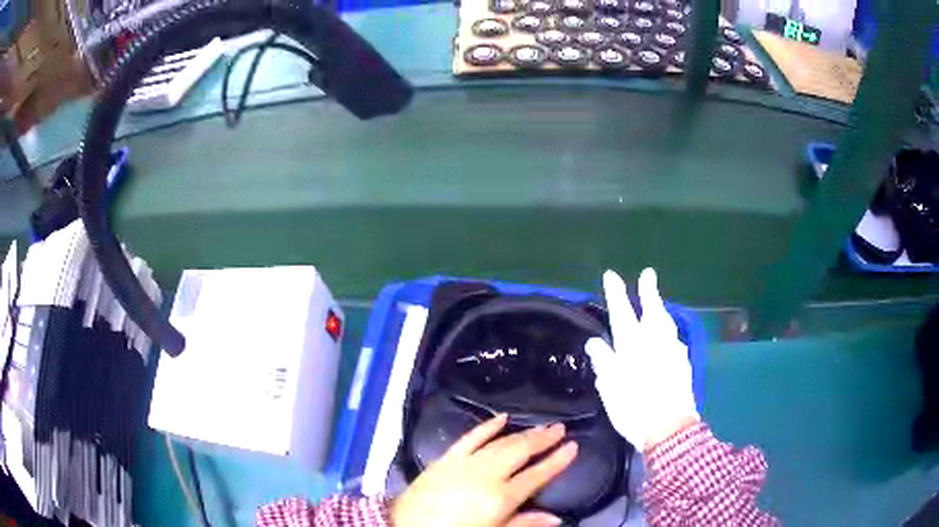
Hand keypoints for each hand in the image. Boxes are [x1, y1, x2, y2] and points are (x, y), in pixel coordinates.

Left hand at [391, 414, 577, 526]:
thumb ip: (523, 524)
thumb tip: (556, 518)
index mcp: (500, 497)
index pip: (537, 475)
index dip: (557, 461)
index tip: (573, 446)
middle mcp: (486, 475)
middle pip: (520, 452)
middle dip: (543, 439)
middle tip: (560, 428)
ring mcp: (464, 463)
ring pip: (500, 442)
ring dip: (522, 433)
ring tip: (541, 426)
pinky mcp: (445, 459)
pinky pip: (469, 437)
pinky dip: (486, 426)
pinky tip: (501, 417)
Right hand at [585, 268, 699, 451]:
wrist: (670, 429)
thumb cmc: (634, 408)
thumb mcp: (610, 388)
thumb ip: (603, 361)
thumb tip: (595, 343)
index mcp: (633, 345)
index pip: (622, 312)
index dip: (616, 293)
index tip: (611, 275)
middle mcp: (655, 341)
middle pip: (653, 309)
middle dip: (648, 290)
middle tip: (648, 274)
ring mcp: (673, 350)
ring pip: (666, 322)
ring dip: (660, 309)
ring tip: (657, 303)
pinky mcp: (684, 363)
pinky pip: (674, 338)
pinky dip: (668, 331)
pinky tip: (668, 338)